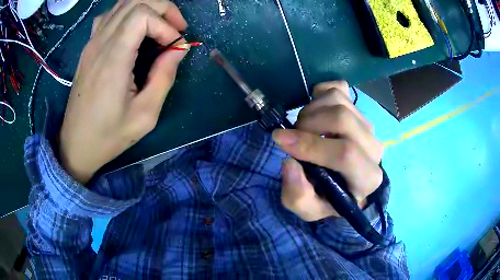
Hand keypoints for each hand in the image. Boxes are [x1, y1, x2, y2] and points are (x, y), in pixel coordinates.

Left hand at [59, 0, 187, 183]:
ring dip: (147, 8)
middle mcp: (100, 43)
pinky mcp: (88, 48)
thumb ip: (164, 76)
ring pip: (122, 5)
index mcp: (113, 59)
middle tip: (176, 30)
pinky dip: (127, 14)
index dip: (165, 25)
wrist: (76, 145)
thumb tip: (179, 49)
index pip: (142, 15)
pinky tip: (133, 30)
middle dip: (163, 9)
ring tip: (159, 26)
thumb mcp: (145, 115)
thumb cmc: (109, 135)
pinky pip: (109, 16)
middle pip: (135, 2)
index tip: (174, 47)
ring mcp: (92, 43)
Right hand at [272, 81, 383, 221]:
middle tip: (292, 136)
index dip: (310, 145)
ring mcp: (368, 125)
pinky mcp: (359, 109)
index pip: (345, 154)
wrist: (345, 183)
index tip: (280, 140)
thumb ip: (298, 196)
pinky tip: (315, 111)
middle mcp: (374, 149)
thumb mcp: (308, 209)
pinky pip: (339, 88)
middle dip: (307, 124)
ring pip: (338, 100)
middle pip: (342, 118)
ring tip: (303, 128)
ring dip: (310, 110)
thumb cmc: (327, 197)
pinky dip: (319, 94)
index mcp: (367, 178)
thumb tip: (289, 162)